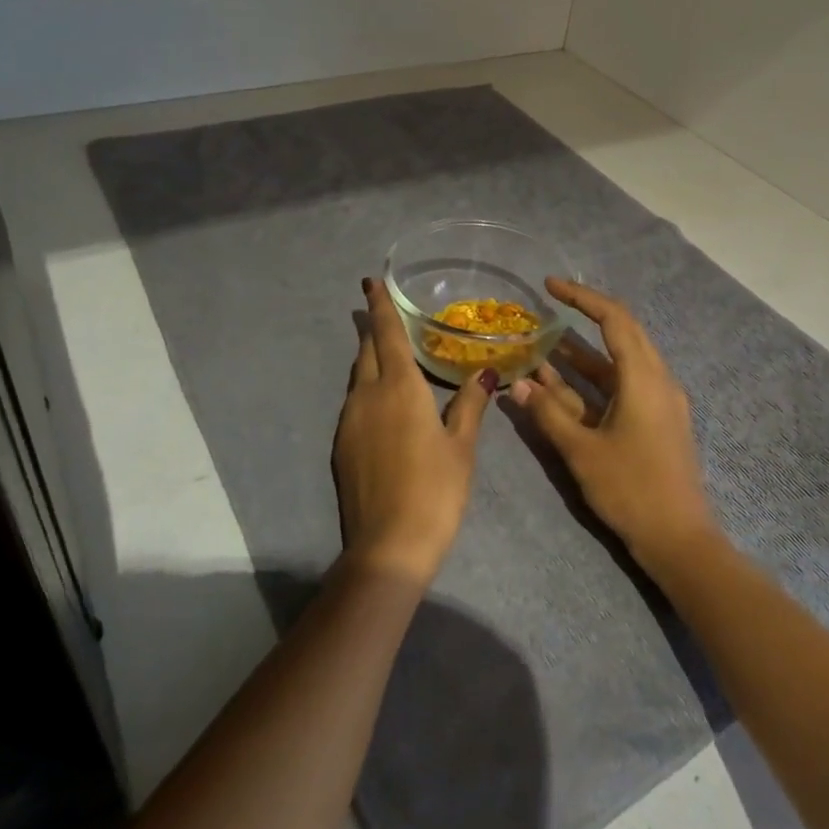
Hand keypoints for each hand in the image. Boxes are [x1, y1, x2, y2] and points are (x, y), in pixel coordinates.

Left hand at [332, 278, 492, 588]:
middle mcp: (367, 396)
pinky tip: (382, 401)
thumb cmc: (435, 491)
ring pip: (358, 376)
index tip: (371, 283)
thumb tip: (486, 373)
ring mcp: (349, 421)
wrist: (388, 545)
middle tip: (382, 312)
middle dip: (374, 329)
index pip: (387, 335)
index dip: (380, 307)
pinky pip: (354, 402)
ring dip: (370, 358)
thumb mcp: (461, 447)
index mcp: (400, 388)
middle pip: (367, 351)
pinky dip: (367, 388)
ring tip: (387, 353)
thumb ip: (471, 405)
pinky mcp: (342, 445)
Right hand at [508, 278, 718, 575]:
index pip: (614, 319)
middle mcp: (658, 380)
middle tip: (546, 311)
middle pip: (622, 334)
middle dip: (584, 319)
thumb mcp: (582, 451)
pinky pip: (623, 386)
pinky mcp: (658, 420)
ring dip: (583, 355)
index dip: (581, 298)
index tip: (550, 286)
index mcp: (644, 378)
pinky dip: (594, 381)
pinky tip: (563, 386)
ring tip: (543, 346)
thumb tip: (516, 384)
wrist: (679, 539)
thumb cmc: (631, 490)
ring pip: (619, 363)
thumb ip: (548, 413)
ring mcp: (660, 401)